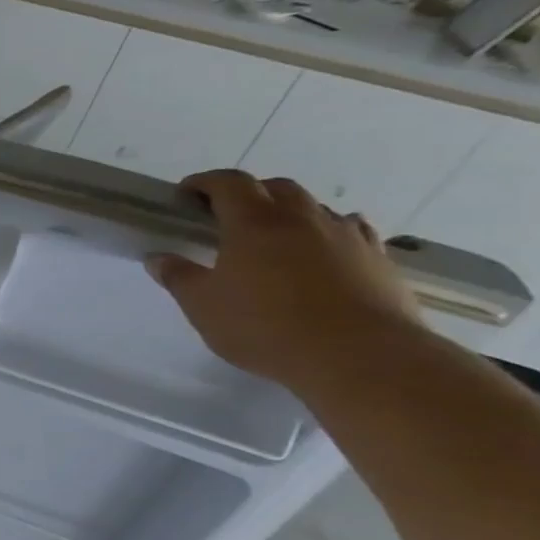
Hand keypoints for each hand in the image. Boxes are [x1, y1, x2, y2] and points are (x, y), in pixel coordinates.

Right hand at [148, 170, 421, 391]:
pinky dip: (331, 234)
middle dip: (250, 194)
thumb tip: (159, 258)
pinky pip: (353, 232)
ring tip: (276, 238)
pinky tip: (326, 252)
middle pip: (277, 188)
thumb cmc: (266, 327)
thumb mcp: (203, 306)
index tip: (186, 194)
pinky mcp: (380, 261)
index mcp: (254, 223)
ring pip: (317, 208)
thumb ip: (178, 277)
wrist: (362, 357)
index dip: (205, 182)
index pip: (229, 183)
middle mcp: (303, 219)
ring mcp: (347, 237)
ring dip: (292, 214)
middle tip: (228, 217)